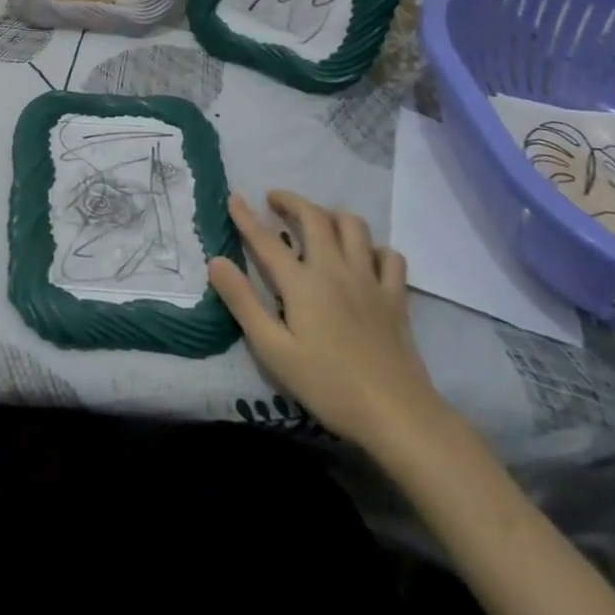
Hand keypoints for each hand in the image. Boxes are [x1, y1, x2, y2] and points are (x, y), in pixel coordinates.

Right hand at [210, 192, 448, 456]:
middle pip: (315, 218)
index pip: (266, 240)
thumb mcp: (274, 350)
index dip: (246, 217)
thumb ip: (243, 302)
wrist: (398, 416)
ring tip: (318, 221)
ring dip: (332, 215)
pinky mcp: (396, 298)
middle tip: (275, 201)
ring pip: (354, 226)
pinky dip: (374, 248)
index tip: (234, 198)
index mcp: (302, 283)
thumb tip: (216, 262)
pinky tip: (365, 258)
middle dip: (292, 201)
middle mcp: (335, 270)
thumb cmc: (329, 386)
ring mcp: (369, 281)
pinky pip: (390, 256)